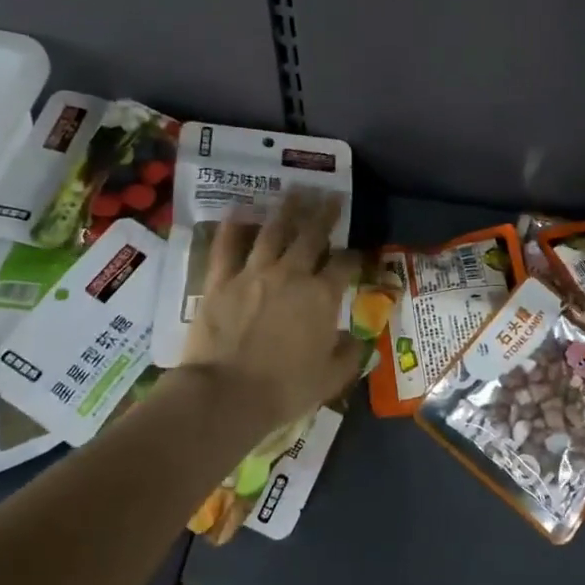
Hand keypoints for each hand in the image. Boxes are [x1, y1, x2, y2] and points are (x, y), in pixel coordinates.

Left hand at [181, 188, 362, 430]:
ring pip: (274, 231)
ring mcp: (254, 272)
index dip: (355, 255)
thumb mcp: (330, 378)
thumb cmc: (284, 389)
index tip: (358, 252)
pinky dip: (233, 226)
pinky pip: (227, 246)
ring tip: (297, 191)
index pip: (344, 264)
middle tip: (332, 196)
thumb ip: (350, 355)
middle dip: (325, 214)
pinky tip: (238, 210)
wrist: (226, 394)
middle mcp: (292, 274)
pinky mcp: (221, 279)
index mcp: (322, 296)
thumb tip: (362, 340)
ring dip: (288, 209)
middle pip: (312, 235)